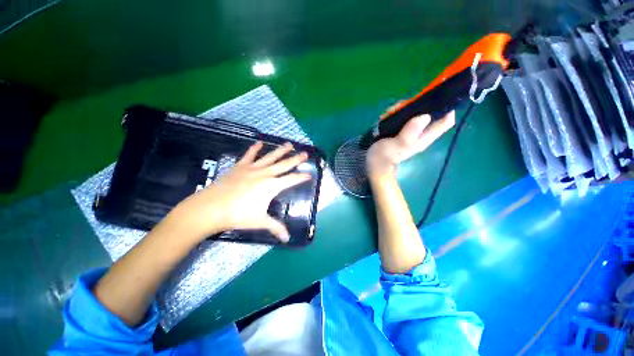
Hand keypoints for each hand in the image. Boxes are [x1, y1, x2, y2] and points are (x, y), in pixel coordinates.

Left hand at [170, 142, 310, 242]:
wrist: (211, 207)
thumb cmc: (238, 215)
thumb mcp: (260, 221)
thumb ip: (276, 227)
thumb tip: (287, 239)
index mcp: (272, 186)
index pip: (291, 180)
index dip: (301, 177)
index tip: (309, 174)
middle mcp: (265, 174)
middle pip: (284, 165)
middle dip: (296, 159)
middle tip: (305, 153)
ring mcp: (252, 168)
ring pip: (270, 157)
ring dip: (280, 150)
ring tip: (289, 144)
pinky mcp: (240, 166)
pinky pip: (249, 155)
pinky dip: (254, 148)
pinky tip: (259, 142)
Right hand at [366, 111, 454, 178]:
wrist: (374, 164)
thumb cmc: (384, 157)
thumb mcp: (396, 146)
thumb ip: (409, 133)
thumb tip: (425, 116)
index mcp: (424, 137)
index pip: (445, 120)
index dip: (446, 107)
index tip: (434, 97)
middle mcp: (420, 132)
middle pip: (428, 111)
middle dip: (416, 105)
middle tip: (399, 107)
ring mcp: (410, 130)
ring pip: (413, 111)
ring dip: (401, 108)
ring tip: (388, 114)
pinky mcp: (400, 129)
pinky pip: (402, 115)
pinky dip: (394, 113)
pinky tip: (385, 117)